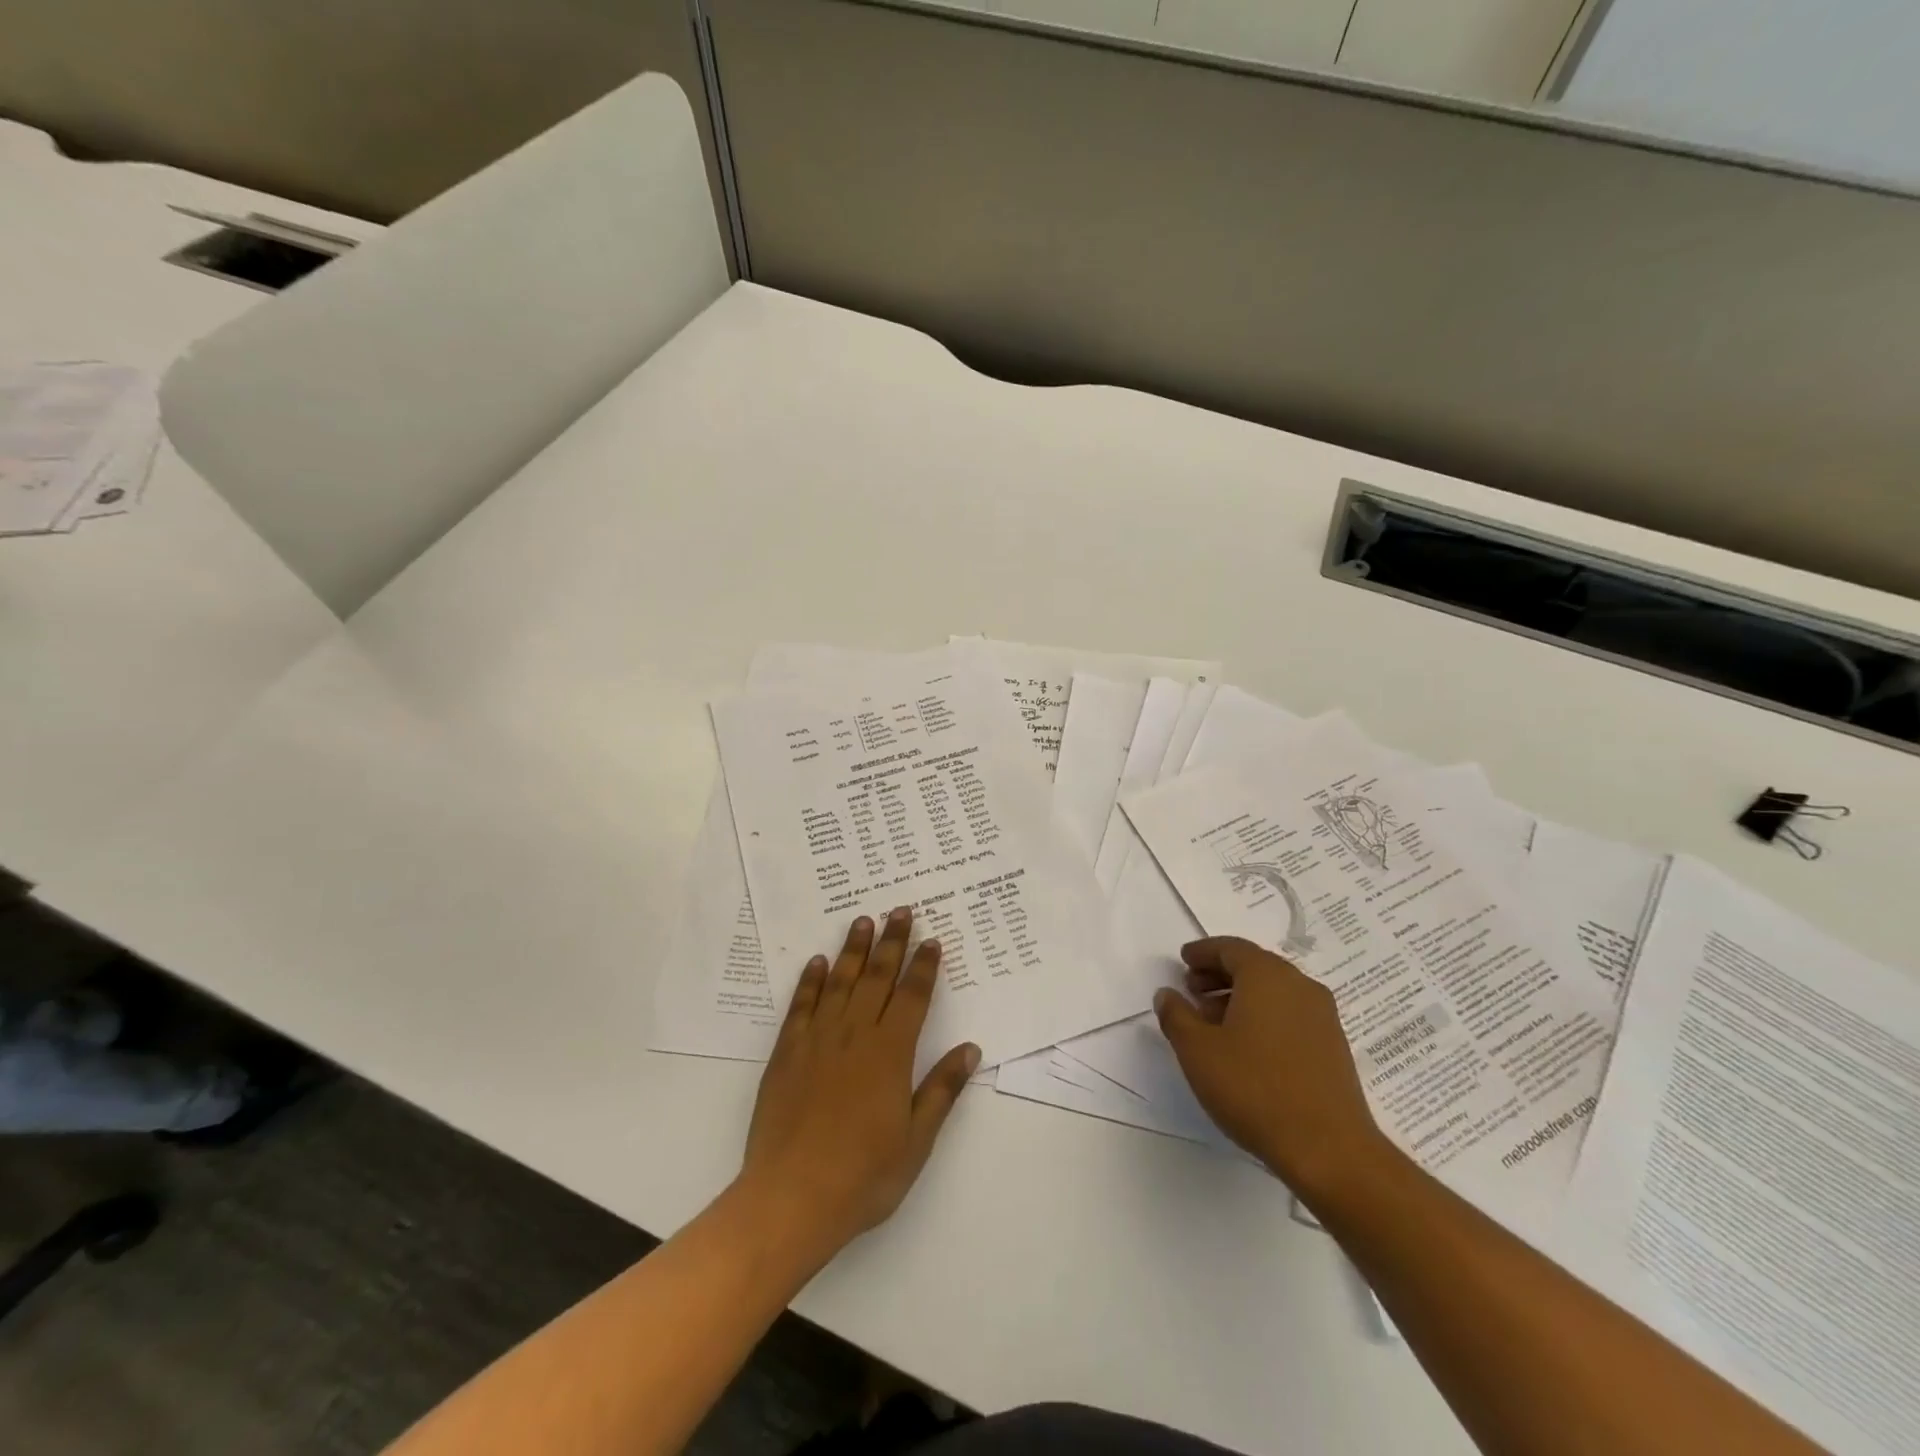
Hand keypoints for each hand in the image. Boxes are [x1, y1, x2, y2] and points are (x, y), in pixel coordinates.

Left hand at [738, 908, 978, 1262]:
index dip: (924, 966)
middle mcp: (855, 1034)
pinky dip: (810, 981)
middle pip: (877, 977)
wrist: (791, 1198)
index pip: (912, 996)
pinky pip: (801, 1006)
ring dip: (853, 949)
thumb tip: (970, 1048)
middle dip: (891, 942)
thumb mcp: (916, 1140)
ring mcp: (817, 1040)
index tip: (932, 939)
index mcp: (890, 1053)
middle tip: (899, 910)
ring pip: (839, 982)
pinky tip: (817, 963)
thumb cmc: (863, 1175)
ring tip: (863, 921)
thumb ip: (942, 1089)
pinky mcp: (786, 1053)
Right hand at [1155, 936, 1388, 1201]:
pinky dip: (1263, 1015)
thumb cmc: (1254, 1088)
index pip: (1230, 948)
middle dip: (1219, 973)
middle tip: (1192, 990)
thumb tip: (1168, 994)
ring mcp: (1322, 1016)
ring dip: (1240, 996)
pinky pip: (1290, 1013)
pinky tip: (1245, 1045)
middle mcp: (1298, 985)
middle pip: (1254, 965)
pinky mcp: (1332, 1045)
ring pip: (1273, 991)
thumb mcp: (1197, 1050)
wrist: (1328, 1149)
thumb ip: (1176, 1015)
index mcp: (1266, 975)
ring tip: (1212, 1022)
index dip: (1203, 952)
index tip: (1183, 960)